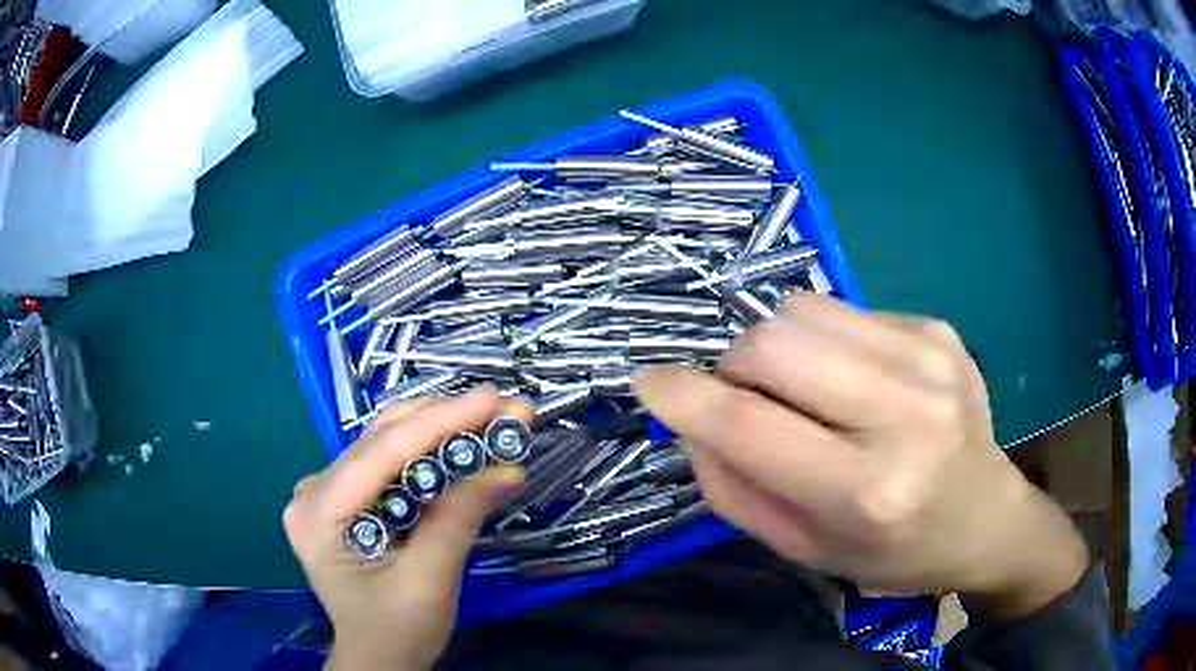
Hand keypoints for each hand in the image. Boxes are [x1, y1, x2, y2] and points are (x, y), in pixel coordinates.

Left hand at [283, 388, 527, 669]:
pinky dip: (429, 454)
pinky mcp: (345, 498)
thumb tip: (506, 466)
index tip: (496, 400)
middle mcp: (314, 490)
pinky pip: (389, 463)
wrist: (378, 658)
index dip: (441, 421)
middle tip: (505, 412)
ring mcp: (326, 492)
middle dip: (446, 421)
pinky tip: (461, 450)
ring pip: (387, 444)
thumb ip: (459, 519)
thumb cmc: (397, 631)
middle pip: (382, 438)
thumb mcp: (430, 581)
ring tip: (492, 425)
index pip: (382, 452)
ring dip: (441, 432)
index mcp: (319, 513)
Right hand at [633, 294, 1087, 617]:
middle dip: (735, 365)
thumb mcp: (804, 549)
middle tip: (749, 398)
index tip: (648, 382)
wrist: (985, 517)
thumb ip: (734, 489)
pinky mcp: (937, 327)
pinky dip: (825, 341)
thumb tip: (691, 419)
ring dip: (778, 347)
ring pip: (802, 308)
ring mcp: (929, 357)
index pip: (750, 425)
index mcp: (868, 490)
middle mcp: (905, 412)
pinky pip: (844, 310)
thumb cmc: (893, 552)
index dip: (683, 396)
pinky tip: (855, 380)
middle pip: (773, 340)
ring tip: (804, 389)